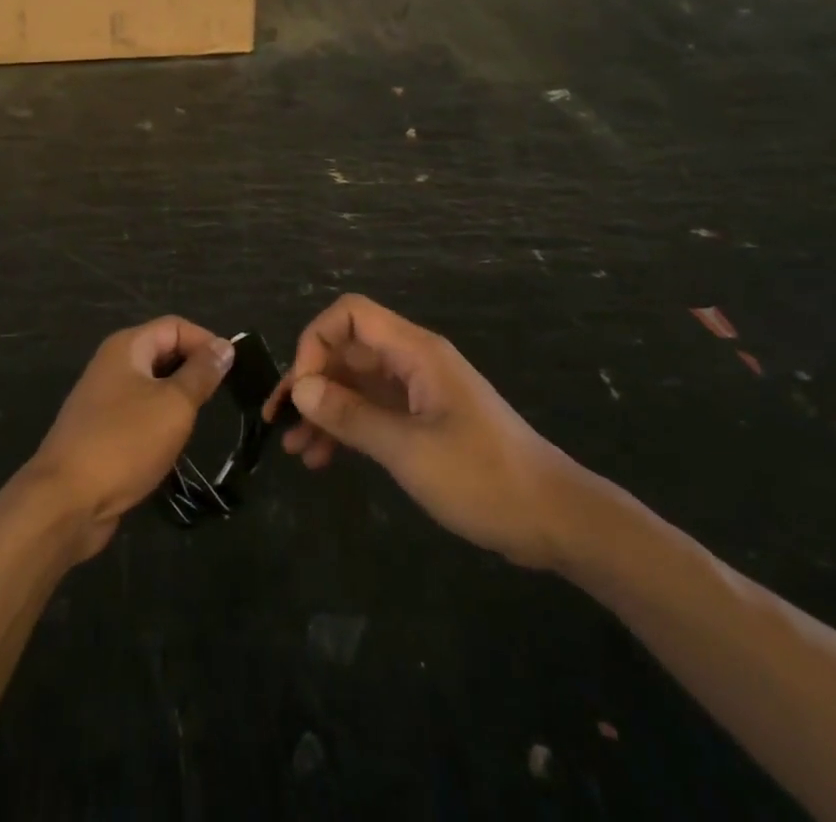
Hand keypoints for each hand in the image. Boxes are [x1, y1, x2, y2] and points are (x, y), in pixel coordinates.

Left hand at [26, 316, 234, 559]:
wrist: (66, 501)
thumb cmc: (125, 443)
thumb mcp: (174, 404)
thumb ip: (201, 373)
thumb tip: (224, 346)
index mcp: (127, 347)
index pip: (175, 326)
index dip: (206, 342)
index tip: (233, 370)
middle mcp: (112, 365)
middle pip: (163, 352)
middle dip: (193, 369)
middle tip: (221, 397)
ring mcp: (104, 399)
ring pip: (152, 385)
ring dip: (178, 399)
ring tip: (201, 420)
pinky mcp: (102, 431)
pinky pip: (140, 413)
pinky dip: (160, 422)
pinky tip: (173, 444)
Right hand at [266, 294, 586, 569]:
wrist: (555, 519)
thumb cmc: (483, 478)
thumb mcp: (408, 450)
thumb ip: (351, 416)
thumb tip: (298, 389)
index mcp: (415, 352)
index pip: (350, 315)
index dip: (315, 342)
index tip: (300, 389)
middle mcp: (413, 362)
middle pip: (347, 351)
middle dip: (310, 382)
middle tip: (280, 422)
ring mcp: (419, 392)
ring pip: (356, 384)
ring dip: (324, 410)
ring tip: (296, 449)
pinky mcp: (424, 421)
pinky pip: (373, 411)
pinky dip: (347, 428)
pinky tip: (324, 459)